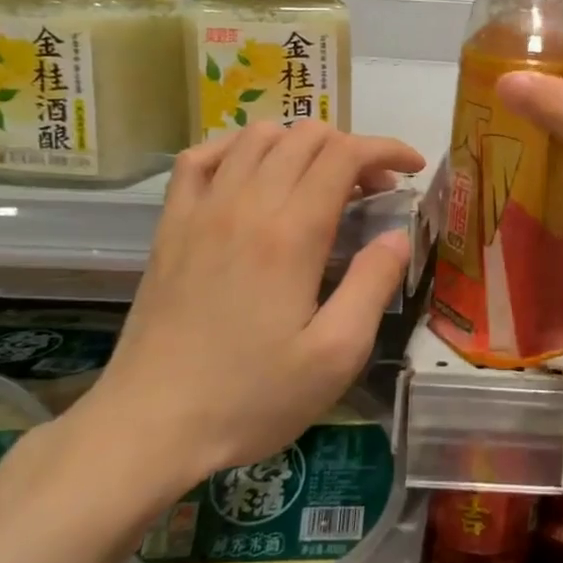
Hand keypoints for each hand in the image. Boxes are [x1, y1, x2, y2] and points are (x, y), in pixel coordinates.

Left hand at [77, 123, 423, 503]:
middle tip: (374, 192)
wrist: (149, 425)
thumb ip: (373, 285)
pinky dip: (238, 148)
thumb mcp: (336, 355)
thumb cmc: (250, 397)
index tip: (414, 168)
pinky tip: (254, 173)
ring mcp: (201, 210)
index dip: (386, 150)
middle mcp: (245, 205)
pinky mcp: (171, 225)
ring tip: (322, 182)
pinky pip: (203, 157)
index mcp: (291, 234)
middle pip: (306, 136)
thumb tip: (397, 235)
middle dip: (353, 148)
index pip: (345, 155)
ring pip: (258, 136)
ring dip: (302, 144)